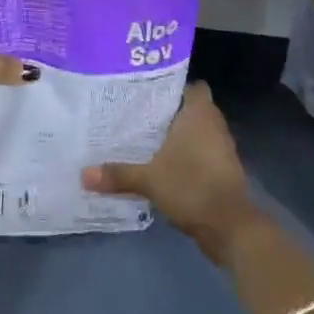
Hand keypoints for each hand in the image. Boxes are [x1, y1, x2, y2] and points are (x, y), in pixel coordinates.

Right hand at [83, 82, 261, 264]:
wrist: (230, 226)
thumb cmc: (192, 186)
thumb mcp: (149, 179)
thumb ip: (117, 174)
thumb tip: (83, 174)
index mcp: (199, 114)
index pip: (192, 86)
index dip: (174, 86)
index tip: (149, 91)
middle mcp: (214, 125)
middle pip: (193, 108)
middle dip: (170, 111)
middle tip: (138, 112)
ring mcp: (221, 149)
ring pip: (198, 132)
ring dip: (179, 135)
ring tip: (146, 136)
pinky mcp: (222, 170)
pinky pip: (201, 152)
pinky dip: (186, 155)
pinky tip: (162, 163)